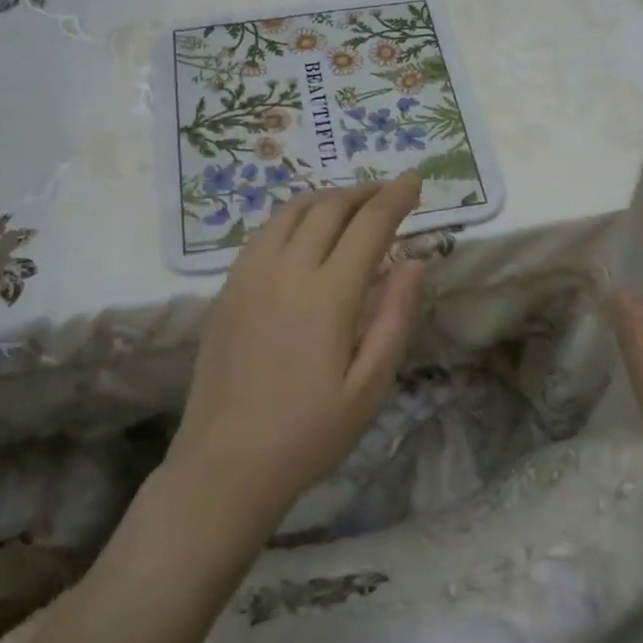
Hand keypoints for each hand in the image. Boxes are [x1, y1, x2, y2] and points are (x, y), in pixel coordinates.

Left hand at [166, 175, 427, 538]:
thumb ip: (395, 317)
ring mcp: (249, 275)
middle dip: (364, 192)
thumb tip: (415, 260)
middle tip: (389, 192)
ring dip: (327, 198)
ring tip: (352, 204)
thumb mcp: (370, 386)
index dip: (396, 197)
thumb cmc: (309, 432)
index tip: (416, 179)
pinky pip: (264, 232)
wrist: (226, 462)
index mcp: (327, 294)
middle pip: (329, 207)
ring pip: (291, 211)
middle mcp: (286, 270)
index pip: (369, 224)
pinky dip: (294, 216)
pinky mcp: (228, 288)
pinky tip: (305, 232)